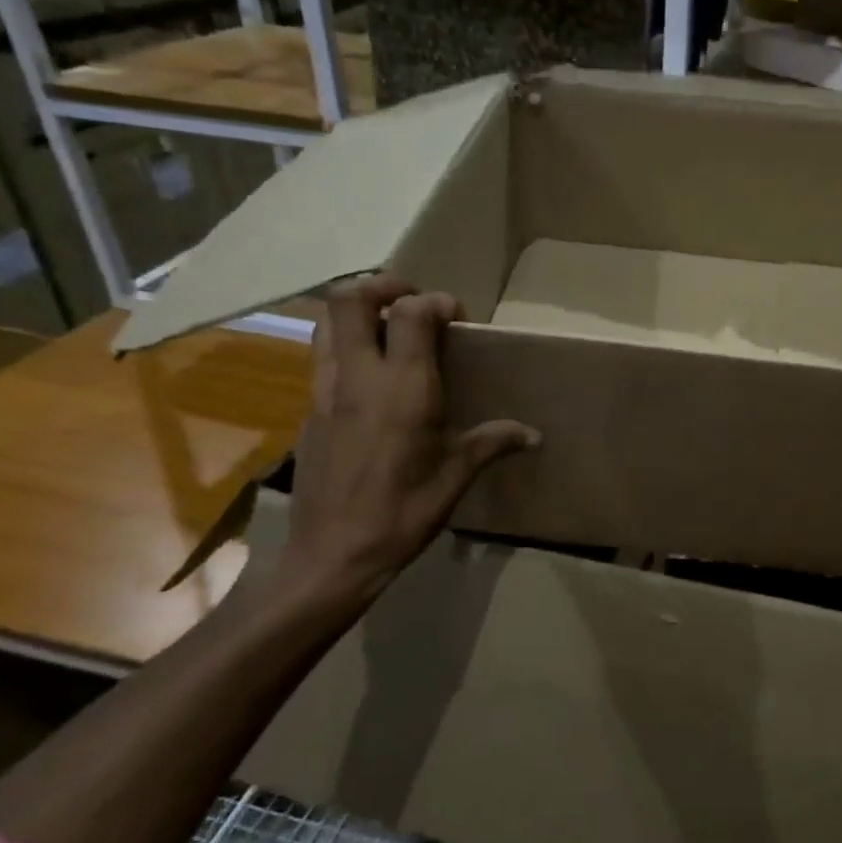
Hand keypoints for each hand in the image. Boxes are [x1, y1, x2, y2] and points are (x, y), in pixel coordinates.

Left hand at [278, 275, 538, 610]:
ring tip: (388, 329)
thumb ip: (492, 443)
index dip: (437, 301)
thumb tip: (533, 435)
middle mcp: (359, 377)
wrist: (331, 556)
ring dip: (357, 312)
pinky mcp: (308, 411)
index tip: (457, 319)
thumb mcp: (455, 478)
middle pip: (350, 298)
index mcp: (404, 389)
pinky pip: (322, 358)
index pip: (412, 313)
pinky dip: (346, 347)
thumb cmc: (402, 514)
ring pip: (327, 322)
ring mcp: (325, 391)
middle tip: (412, 301)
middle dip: (383, 285)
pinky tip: (370, 380)